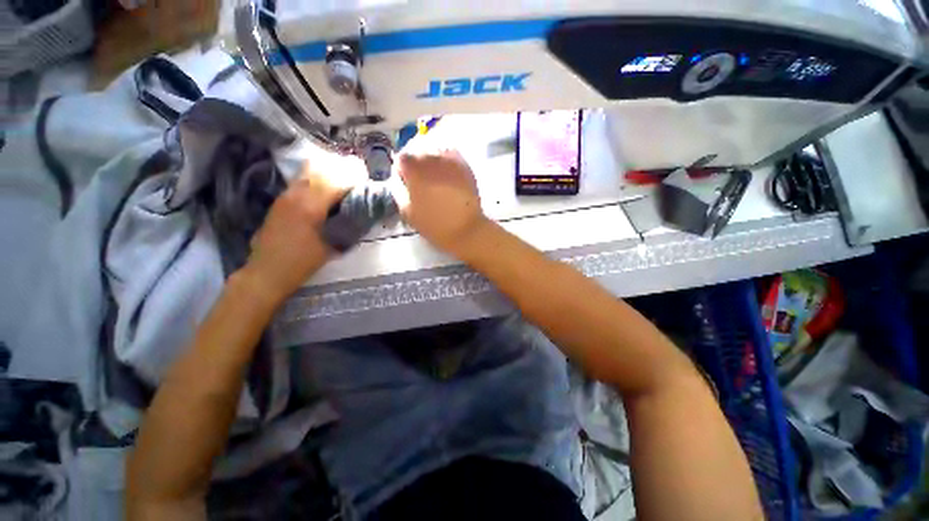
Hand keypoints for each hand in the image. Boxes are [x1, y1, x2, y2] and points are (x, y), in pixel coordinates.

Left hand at [243, 154, 363, 303]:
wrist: (267, 271)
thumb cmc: (303, 262)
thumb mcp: (333, 245)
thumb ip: (348, 224)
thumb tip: (362, 210)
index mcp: (311, 207)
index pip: (336, 179)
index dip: (354, 175)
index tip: (367, 178)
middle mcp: (297, 194)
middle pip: (323, 168)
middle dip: (344, 168)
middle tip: (359, 177)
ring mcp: (287, 194)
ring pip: (310, 169)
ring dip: (330, 170)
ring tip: (345, 180)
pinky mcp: (282, 198)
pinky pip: (303, 177)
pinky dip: (319, 176)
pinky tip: (328, 188)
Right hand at [392, 135, 488, 255]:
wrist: (465, 228)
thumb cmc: (433, 223)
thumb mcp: (407, 211)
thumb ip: (398, 190)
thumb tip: (399, 179)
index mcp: (413, 169)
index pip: (401, 159)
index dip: (402, 170)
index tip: (406, 181)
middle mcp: (430, 157)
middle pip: (417, 151)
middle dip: (416, 163)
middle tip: (420, 179)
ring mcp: (449, 159)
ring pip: (434, 149)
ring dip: (431, 159)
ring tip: (434, 174)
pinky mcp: (463, 163)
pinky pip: (450, 153)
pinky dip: (445, 158)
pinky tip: (446, 171)